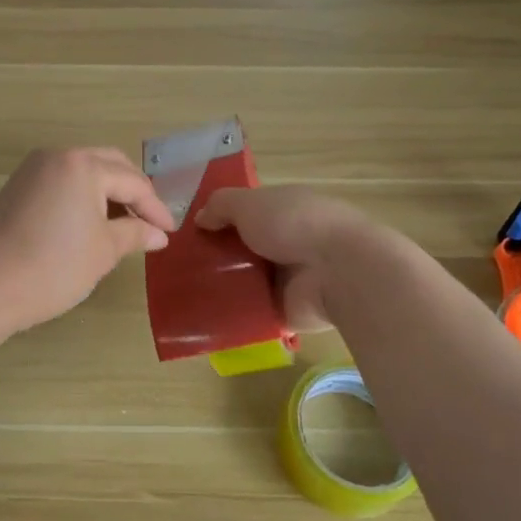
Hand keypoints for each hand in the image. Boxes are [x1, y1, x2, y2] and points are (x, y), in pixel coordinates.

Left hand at [0, 148, 175, 334]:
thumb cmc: (53, 268)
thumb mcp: (103, 251)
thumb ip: (135, 234)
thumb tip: (158, 234)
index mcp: (82, 165)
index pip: (132, 182)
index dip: (155, 208)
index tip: (169, 232)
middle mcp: (57, 156)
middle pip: (108, 165)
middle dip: (132, 192)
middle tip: (150, 222)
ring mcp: (32, 169)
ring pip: (83, 171)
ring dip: (107, 192)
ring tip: (124, 224)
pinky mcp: (17, 187)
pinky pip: (61, 181)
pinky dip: (82, 196)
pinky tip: (90, 222)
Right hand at [194, 185, 381, 331]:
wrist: (340, 272)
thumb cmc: (294, 224)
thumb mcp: (250, 202)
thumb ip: (221, 206)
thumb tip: (200, 219)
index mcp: (284, 211)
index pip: (247, 213)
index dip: (219, 220)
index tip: (190, 233)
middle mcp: (287, 242)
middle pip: (243, 249)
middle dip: (216, 256)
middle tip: (180, 267)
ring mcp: (289, 279)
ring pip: (246, 281)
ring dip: (222, 286)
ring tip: (186, 293)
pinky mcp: (287, 311)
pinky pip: (252, 312)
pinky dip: (232, 314)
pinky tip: (202, 317)